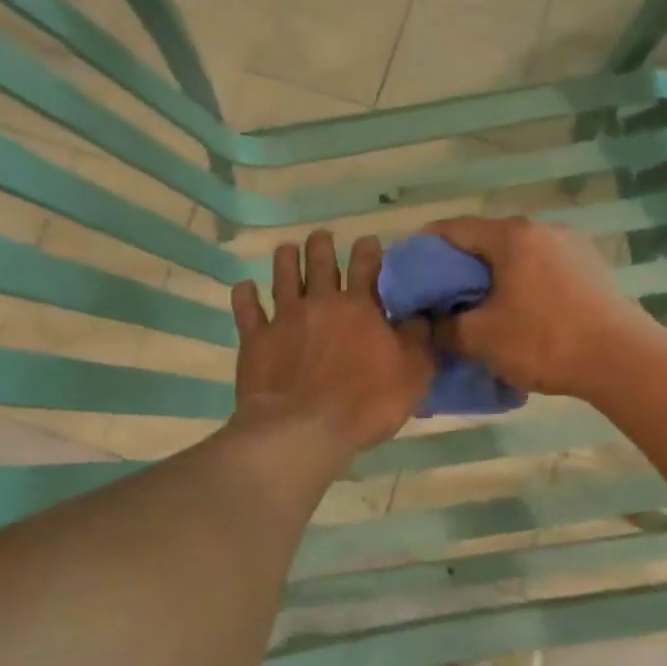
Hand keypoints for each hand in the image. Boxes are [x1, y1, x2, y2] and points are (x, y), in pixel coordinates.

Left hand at [230, 230, 434, 456]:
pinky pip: (247, 311)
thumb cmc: (365, 404)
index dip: (368, 251)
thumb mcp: (412, 375)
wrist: (303, 429)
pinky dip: (245, 296)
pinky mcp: (256, 340)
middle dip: (322, 246)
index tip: (368, 240)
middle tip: (321, 236)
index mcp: (361, 309)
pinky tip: (245, 287)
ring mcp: (285, 319)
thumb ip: (418, 341)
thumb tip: (421, 315)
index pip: (367, 268)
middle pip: (321, 264)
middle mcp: (321, 304)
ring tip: (286, 249)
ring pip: (284, 278)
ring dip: (286, 260)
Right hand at [425, 215, 658, 397]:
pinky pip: (542, 269)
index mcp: (511, 235)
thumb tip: (429, 324)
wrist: (623, 360)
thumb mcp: (481, 338)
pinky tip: (520, 313)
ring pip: (516, 256)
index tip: (408, 274)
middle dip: (458, 267)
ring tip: (479, 309)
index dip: (423, 248)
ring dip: (492, 278)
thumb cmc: (544, 341)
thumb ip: (445, 327)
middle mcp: (542, 229)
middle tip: (440, 298)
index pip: (452, 229)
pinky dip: (521, 284)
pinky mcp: (591, 268)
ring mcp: (572, 246)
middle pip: (485, 241)